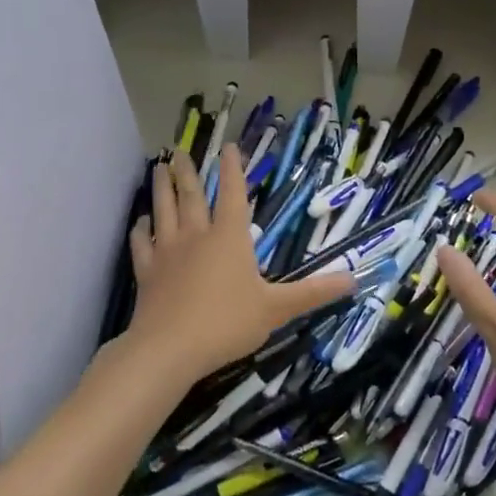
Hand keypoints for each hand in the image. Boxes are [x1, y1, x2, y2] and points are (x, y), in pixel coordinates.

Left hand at [122, 146, 353, 388]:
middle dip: (188, 171)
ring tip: (158, 168)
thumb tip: (354, 279)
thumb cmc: (227, 323)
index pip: (233, 193)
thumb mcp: (277, 309)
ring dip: (161, 188)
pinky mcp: (147, 272)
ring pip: (163, 210)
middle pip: (192, 195)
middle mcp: (197, 235)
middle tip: (179, 151)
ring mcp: (168, 251)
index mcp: (230, 237)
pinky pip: (142, 243)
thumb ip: (313, 292)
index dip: (233, 169)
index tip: (228, 146)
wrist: (169, 349)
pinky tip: (141, 222)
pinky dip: (141, 229)